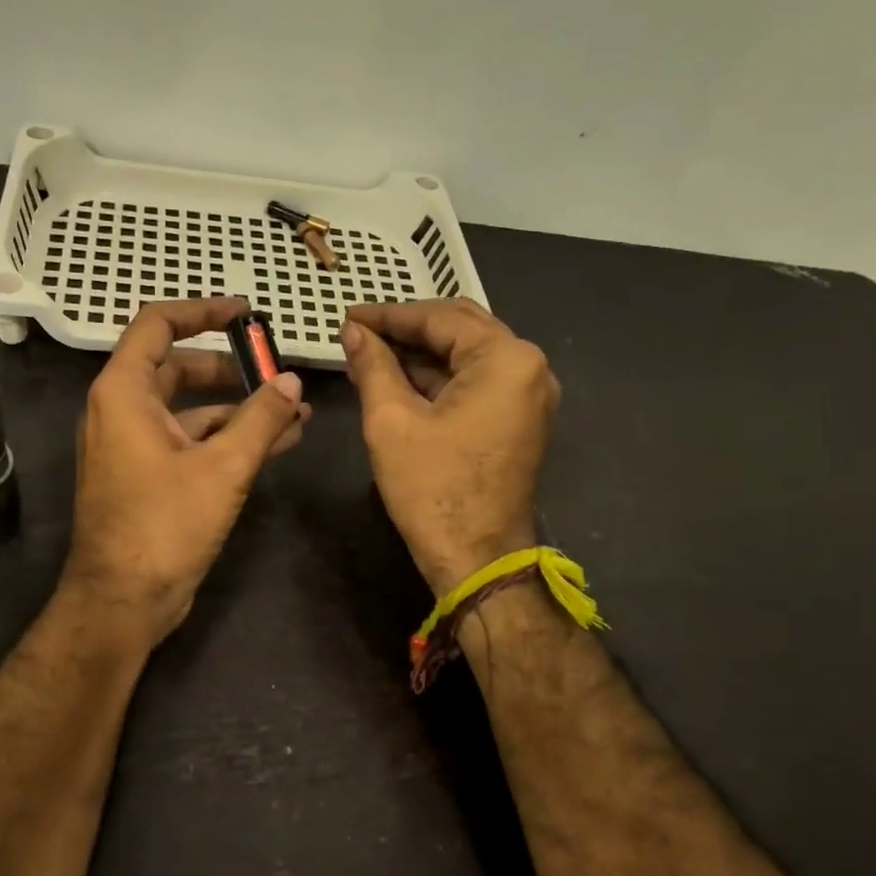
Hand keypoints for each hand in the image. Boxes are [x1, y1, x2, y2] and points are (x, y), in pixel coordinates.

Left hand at [64, 298, 309, 645]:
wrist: (123, 601)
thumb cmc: (164, 526)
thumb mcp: (222, 468)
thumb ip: (261, 419)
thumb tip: (292, 383)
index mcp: (123, 393)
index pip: (158, 325)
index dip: (202, 311)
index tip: (245, 315)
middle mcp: (122, 411)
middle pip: (179, 368)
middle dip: (232, 368)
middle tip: (277, 371)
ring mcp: (135, 446)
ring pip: (190, 409)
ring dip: (239, 408)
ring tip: (294, 411)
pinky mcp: (150, 476)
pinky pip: (191, 441)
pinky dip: (228, 438)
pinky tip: (277, 443)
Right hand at [342, 300, 557, 594]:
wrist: (477, 559)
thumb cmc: (433, 489)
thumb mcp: (391, 421)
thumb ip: (373, 366)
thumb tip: (353, 331)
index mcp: (505, 359)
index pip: (440, 318)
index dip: (388, 315)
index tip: (347, 316)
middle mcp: (528, 367)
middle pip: (460, 329)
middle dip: (406, 330)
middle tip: (358, 332)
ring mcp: (528, 395)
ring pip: (467, 356)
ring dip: (420, 354)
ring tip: (369, 355)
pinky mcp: (518, 419)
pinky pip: (476, 383)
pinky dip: (438, 379)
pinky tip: (398, 380)